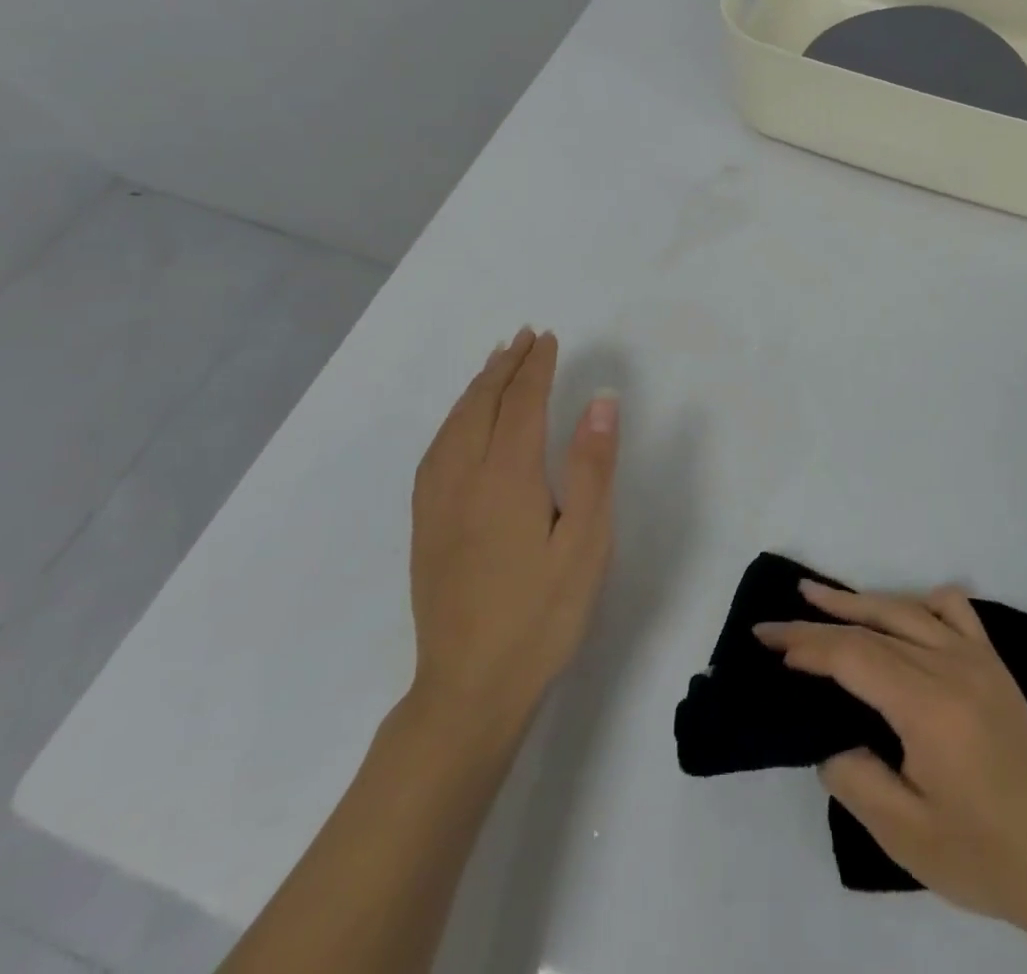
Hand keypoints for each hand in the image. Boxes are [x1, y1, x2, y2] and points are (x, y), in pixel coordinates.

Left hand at [406, 329, 618, 740]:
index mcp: (506, 477)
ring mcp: (437, 504)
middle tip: (524, 337)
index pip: (521, 403)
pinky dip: (452, 420)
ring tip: (494, 364)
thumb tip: (601, 400)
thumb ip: (593, 467)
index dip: (536, 368)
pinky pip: (435, 452)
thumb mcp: (586, 542)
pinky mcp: (425, 527)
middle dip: (504, 367)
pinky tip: (460, 425)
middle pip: (481, 406)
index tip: (549, 338)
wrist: (469, 688)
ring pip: (452, 426)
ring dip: (475, 389)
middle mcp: (463, 479)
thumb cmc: (542, 614)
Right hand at [754, 582, 1026, 941]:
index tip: (770, 644)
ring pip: (906, 608)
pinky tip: (900, 615)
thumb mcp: (905, 835)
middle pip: (873, 627)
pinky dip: (918, 602)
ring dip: (859, 601)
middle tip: (774, 621)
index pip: (855, 657)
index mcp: (930, 708)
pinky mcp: (993, 662)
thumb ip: (855, 778)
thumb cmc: (983, 856)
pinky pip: (952, 610)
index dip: (808, 646)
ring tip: (816, 595)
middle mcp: (953, 667)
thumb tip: (830, 736)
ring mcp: (977, 658)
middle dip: (818, 621)